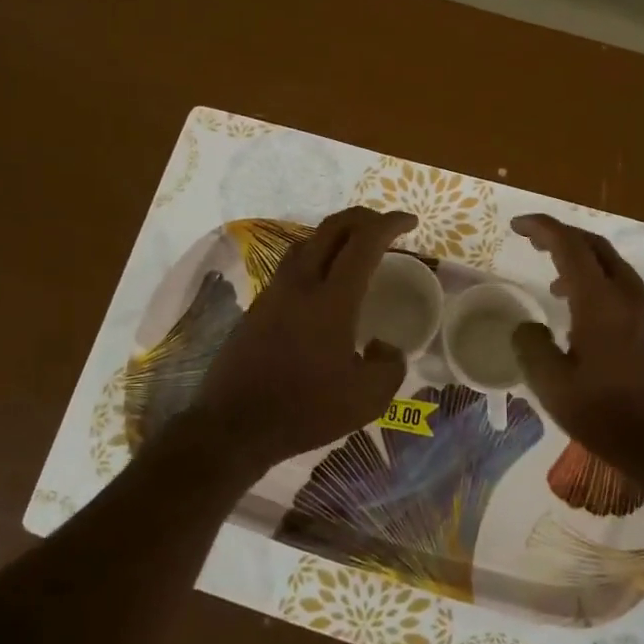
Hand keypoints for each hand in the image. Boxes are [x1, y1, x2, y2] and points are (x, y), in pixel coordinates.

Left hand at [188, 207, 416, 467]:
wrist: (233, 426)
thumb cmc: (304, 410)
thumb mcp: (367, 399)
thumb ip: (390, 367)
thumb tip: (384, 347)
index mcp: (332, 299)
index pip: (364, 242)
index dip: (389, 223)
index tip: (410, 221)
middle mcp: (301, 283)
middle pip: (331, 228)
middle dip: (363, 217)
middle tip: (384, 226)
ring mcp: (274, 292)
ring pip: (307, 242)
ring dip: (336, 234)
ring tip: (356, 247)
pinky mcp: (258, 306)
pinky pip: (292, 264)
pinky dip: (316, 256)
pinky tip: (325, 280)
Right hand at [509, 214, 643, 472]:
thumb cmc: (611, 418)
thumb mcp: (555, 388)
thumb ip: (532, 349)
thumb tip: (526, 327)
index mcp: (601, 303)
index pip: (569, 246)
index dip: (542, 228)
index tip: (517, 225)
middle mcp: (628, 297)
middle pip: (596, 247)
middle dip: (563, 237)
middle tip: (534, 243)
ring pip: (614, 267)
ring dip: (582, 263)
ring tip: (555, 285)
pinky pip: (625, 289)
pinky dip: (599, 285)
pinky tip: (585, 318)